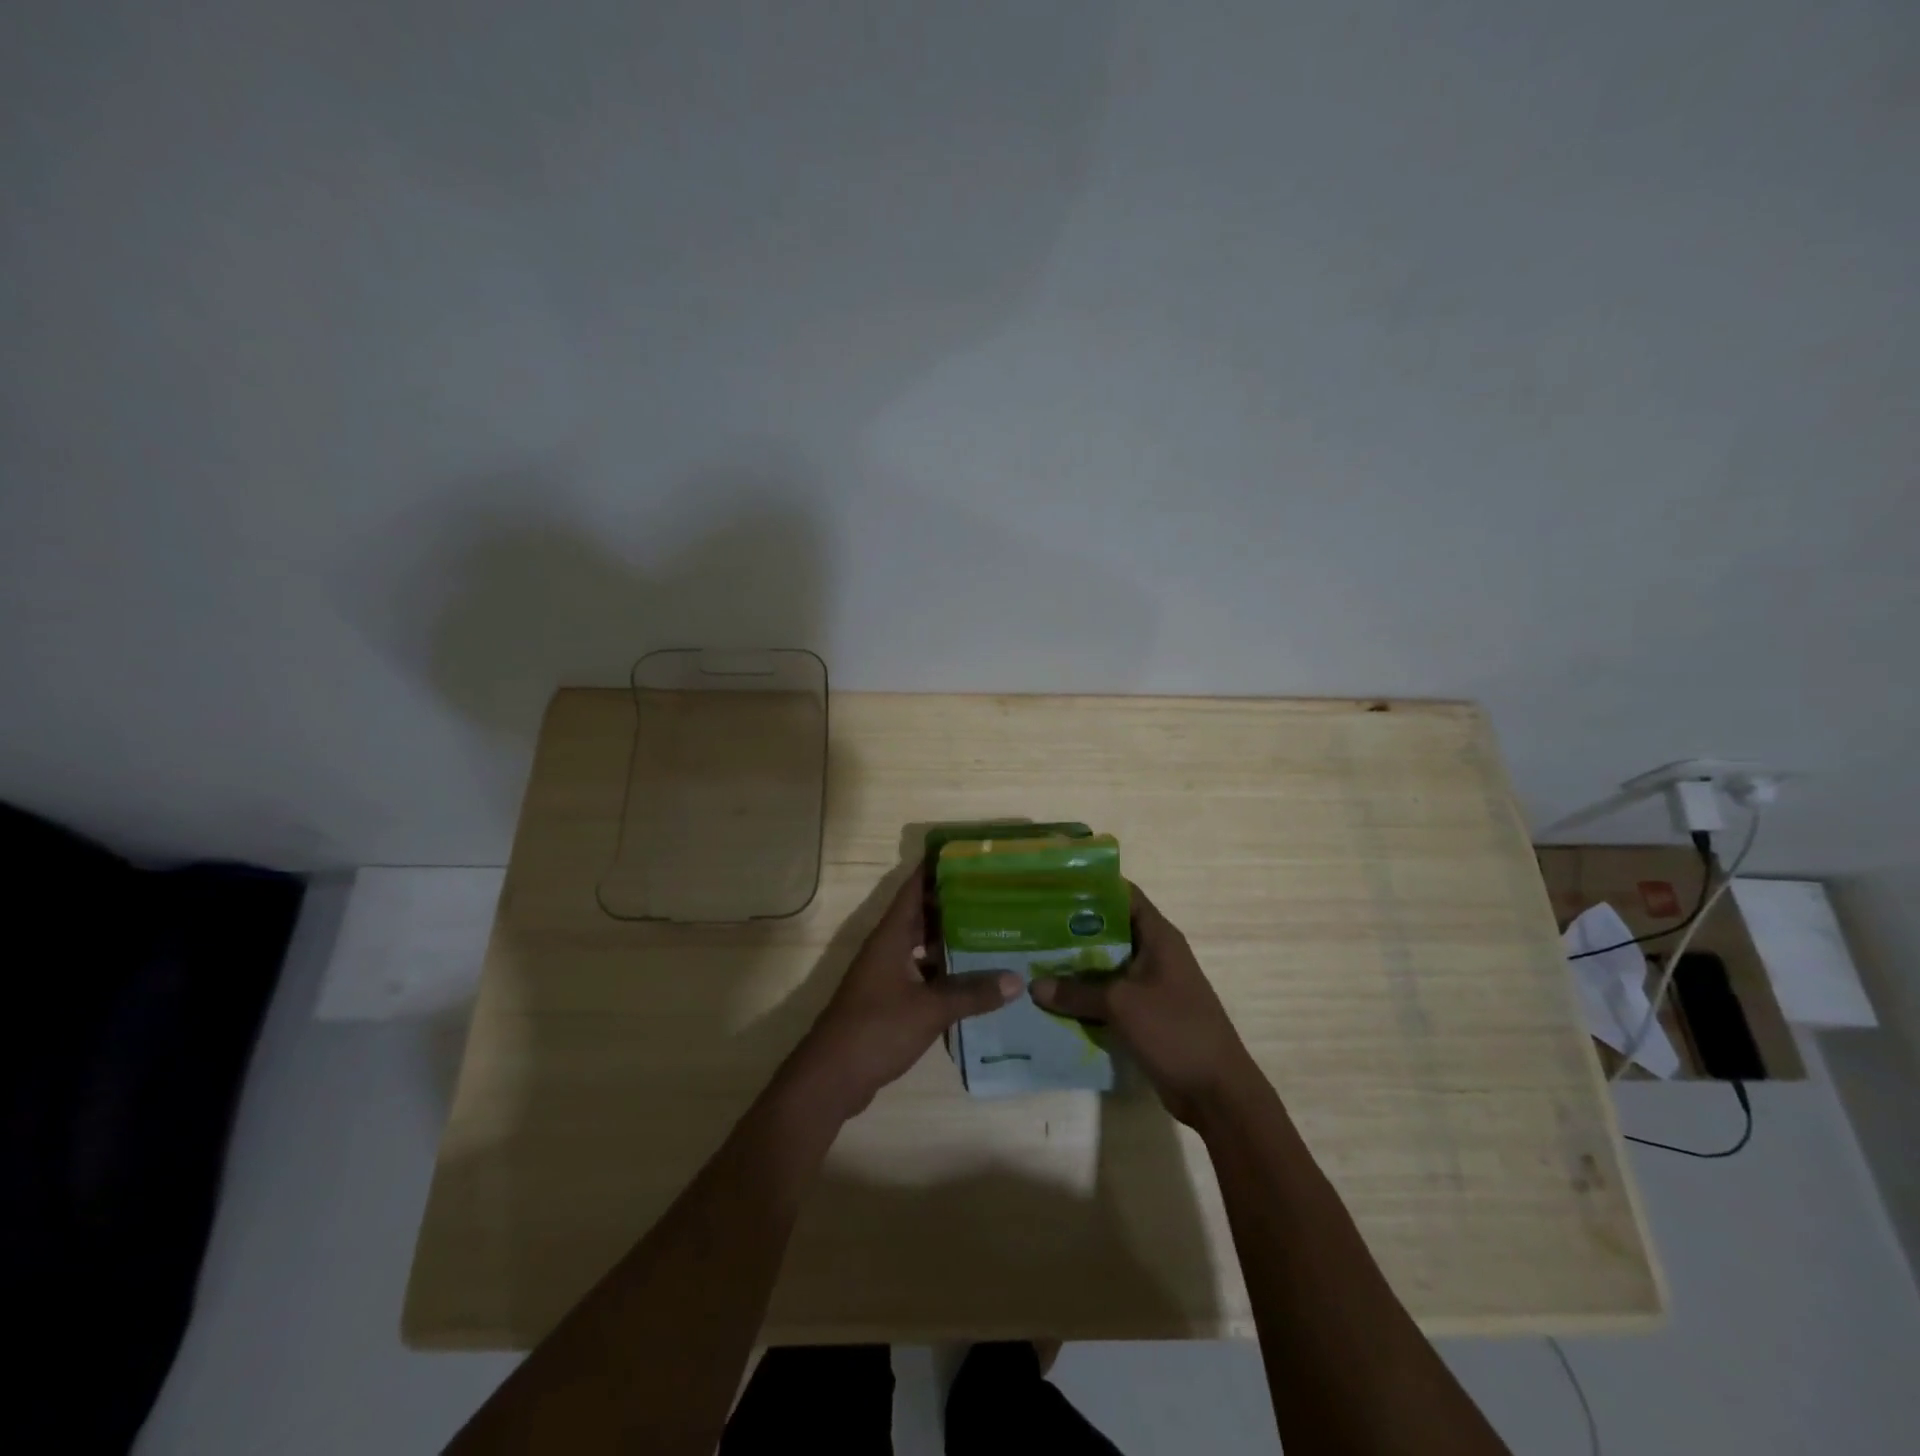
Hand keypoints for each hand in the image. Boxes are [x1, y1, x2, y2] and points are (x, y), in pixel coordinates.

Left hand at [789, 867, 1018, 1118]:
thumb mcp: (930, 1009)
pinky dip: (944, 973)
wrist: (831, 1077)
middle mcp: (887, 948)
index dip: (935, 869)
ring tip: (991, 932)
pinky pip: (921, 974)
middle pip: (921, 916)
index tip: (966, 856)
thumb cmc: (876, 1029)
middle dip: (953, 904)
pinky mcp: (889, 1000)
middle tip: (993, 895)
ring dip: (950, 940)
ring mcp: (886, 975)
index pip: (913, 889)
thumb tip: (1016, 980)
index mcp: (890, 937)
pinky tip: (973, 980)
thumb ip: (972, 993)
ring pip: (922, 947)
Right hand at [1030, 882, 1262, 1126]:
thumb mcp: (1120, 1005)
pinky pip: (1109, 995)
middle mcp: (1155, 954)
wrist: (1216, 1092)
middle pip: (1109, 930)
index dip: (1090, 887)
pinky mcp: (1145, 1013)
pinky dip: (1085, 995)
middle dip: (1072, 929)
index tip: (1052, 887)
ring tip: (1033, 959)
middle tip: (1031, 926)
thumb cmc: (1175, 1030)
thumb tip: (1033, 986)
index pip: (1122, 895)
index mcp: (1158, 936)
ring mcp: (1151, 985)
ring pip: (1106, 965)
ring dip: (1075, 966)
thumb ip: (1076, 992)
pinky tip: (1052, 999)